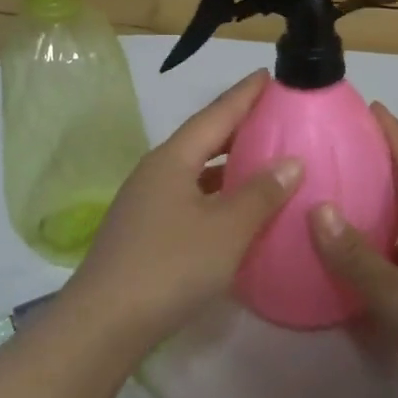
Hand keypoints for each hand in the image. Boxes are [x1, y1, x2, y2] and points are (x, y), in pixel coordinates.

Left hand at [66, 70, 300, 345]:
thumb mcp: (226, 229)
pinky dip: (215, 197)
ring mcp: (145, 204)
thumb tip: (291, 162)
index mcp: (172, 160)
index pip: (214, 115)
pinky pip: (188, 200)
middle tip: (273, 118)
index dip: (244, 96)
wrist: (106, 321)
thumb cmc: (171, 266)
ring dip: (227, 165)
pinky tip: (234, 212)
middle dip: (237, 128)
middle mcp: (155, 173)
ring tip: (262, 161)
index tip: (269, 75)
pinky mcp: (144, 233)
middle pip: (201, 140)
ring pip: (194, 173)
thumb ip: (260, 193)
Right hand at [308, 105, 397, 397]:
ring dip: (376, 213)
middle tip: (341, 156)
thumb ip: (355, 255)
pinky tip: (356, 271)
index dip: (394, 134)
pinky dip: (378, 255)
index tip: (373, 107)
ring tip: (338, 207)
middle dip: (381, 167)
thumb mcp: (395, 292)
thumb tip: (317, 208)